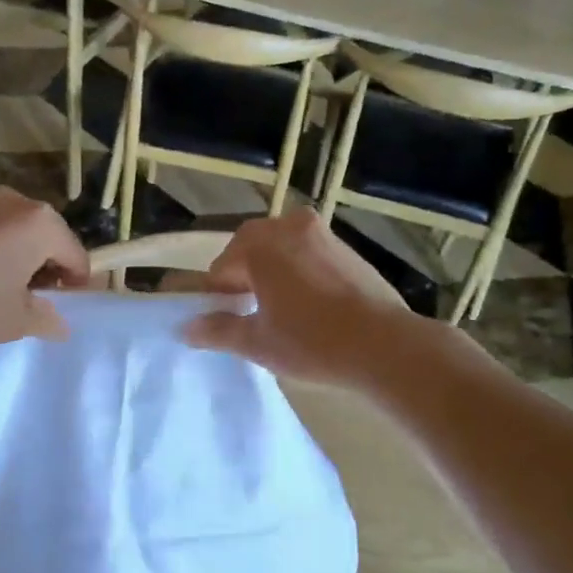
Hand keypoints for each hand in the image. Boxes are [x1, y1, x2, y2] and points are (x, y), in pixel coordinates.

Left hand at [0, 188, 89, 350]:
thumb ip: (47, 319)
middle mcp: (18, 201)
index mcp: (42, 223)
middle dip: (50, 268)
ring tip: (5, 292)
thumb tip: (60, 324)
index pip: (76, 255)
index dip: (76, 285)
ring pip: (23, 232)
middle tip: (34, 303)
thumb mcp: (15, 321)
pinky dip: (0, 250)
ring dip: (24, 259)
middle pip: (51, 238)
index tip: (63, 310)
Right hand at [182, 210, 416, 385]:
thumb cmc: (311, 342)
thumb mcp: (257, 342)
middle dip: (244, 276)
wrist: (384, 345)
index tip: (224, 320)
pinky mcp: (347, 248)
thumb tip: (187, 328)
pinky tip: (310, 304)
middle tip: (249, 313)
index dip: (218, 295)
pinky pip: (309, 252)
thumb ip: (218, 330)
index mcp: (261, 245)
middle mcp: (289, 227)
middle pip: (251, 248)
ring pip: (282, 247)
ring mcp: (323, 234)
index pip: (222, 267)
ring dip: (272, 270)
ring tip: (279, 309)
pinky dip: (300, 270)